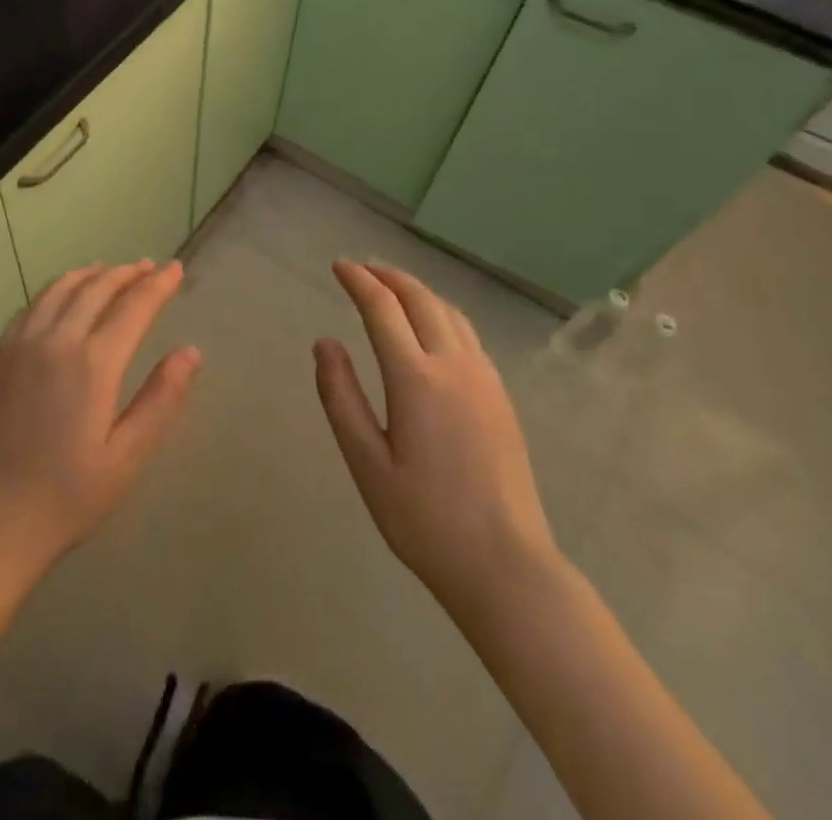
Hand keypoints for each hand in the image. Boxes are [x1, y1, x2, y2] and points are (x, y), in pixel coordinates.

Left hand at [0, 260, 200, 587]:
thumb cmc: (64, 498)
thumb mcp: (125, 459)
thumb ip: (160, 400)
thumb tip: (191, 353)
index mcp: (93, 363)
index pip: (134, 306)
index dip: (158, 285)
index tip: (175, 269)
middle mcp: (56, 340)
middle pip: (97, 288)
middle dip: (127, 273)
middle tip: (148, 266)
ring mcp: (21, 344)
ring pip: (60, 289)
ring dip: (90, 274)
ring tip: (109, 270)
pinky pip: (32, 305)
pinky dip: (56, 289)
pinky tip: (61, 296)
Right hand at [315, 261, 558, 619]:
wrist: (506, 565)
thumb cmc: (424, 519)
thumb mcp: (366, 462)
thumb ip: (340, 397)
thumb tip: (325, 343)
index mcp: (416, 378)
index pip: (382, 308)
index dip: (358, 281)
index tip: (338, 266)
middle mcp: (454, 365)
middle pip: (420, 299)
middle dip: (388, 276)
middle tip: (362, 269)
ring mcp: (484, 378)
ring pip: (449, 312)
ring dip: (417, 291)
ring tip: (392, 289)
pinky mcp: (500, 396)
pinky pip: (467, 334)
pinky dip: (441, 313)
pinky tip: (431, 328)